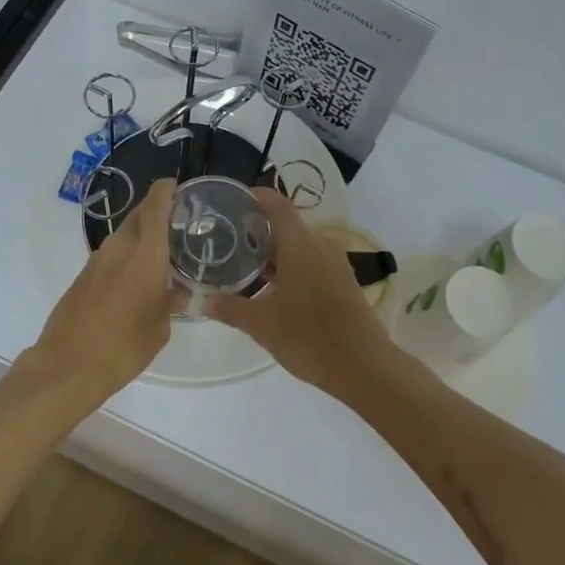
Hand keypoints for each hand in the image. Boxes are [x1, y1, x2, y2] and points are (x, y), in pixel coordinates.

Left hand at [17, 178, 181, 409]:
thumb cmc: (122, 348)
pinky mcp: (83, 275)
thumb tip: (173, 292)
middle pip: (139, 215)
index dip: (167, 191)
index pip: (156, 206)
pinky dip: (127, 255)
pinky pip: (112, 254)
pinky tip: (137, 276)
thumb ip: (169, 302)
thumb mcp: (159, 329)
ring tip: (163, 252)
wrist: (66, 367)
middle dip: (157, 212)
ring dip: (141, 236)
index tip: (178, 187)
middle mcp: (119, 248)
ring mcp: (97, 260)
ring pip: (124, 234)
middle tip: (179, 222)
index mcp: (145, 255)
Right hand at [204, 187, 398, 403]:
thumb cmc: (309, 337)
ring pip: (299, 245)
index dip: (253, 196)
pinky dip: (290, 265)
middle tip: (226, 239)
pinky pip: (311, 261)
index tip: (230, 202)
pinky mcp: (343, 281)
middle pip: (285, 224)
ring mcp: (335, 263)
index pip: (276, 203)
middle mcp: (320, 245)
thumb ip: (229, 308)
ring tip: (243, 265)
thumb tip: (200, 301)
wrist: (364, 367)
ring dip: (273, 251)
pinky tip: (271, 287)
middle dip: (256, 229)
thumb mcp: (262, 324)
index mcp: (300, 244)